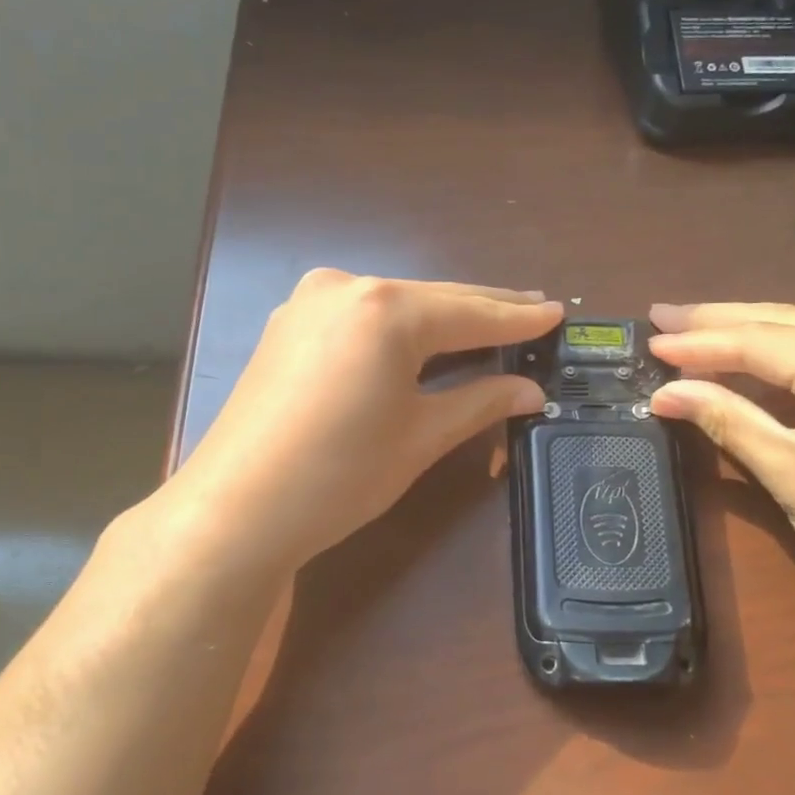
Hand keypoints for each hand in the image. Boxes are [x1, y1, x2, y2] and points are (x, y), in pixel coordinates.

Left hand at [165, 270, 561, 571]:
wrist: (237, 508)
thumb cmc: (340, 474)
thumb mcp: (420, 437)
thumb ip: (480, 402)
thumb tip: (531, 391)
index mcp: (386, 309)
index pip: (470, 313)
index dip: (518, 320)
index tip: (558, 314)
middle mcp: (347, 286)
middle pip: (433, 299)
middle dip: (484, 310)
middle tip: (533, 310)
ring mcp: (310, 301)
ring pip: (395, 305)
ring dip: (441, 317)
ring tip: (489, 322)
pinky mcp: (289, 323)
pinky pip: (361, 316)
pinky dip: (397, 327)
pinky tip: (422, 338)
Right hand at [647, 303, 794, 641]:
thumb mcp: (792, 476)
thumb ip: (727, 420)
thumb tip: (665, 392)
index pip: (761, 342)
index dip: (699, 344)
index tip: (650, 339)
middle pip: (786, 321)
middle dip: (720, 323)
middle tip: (662, 316)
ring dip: (752, 333)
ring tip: (692, 328)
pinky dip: (790, 349)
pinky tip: (751, 349)